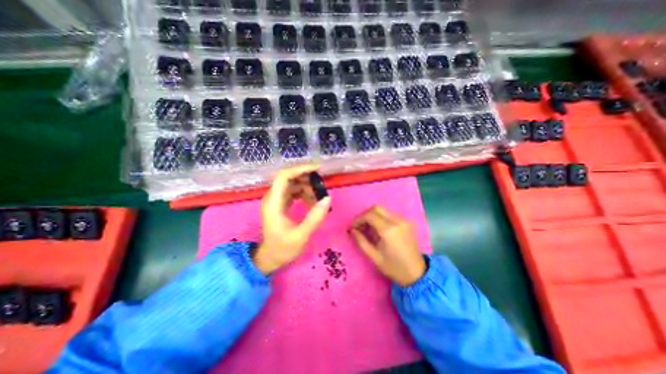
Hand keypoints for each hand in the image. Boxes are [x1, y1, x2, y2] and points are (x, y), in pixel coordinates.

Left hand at [252, 164, 331, 273]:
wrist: (270, 258)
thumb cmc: (283, 248)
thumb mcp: (300, 236)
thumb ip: (314, 218)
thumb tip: (328, 199)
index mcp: (273, 203)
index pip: (284, 177)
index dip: (300, 169)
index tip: (317, 169)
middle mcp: (273, 198)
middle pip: (288, 178)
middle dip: (306, 178)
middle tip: (322, 184)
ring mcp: (276, 200)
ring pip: (292, 184)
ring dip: (306, 187)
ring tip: (318, 197)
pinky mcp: (281, 204)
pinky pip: (293, 192)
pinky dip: (304, 193)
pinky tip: (312, 201)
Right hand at [349, 207, 426, 284]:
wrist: (417, 274)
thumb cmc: (394, 267)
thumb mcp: (374, 256)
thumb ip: (361, 241)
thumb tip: (352, 230)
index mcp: (389, 230)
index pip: (370, 215)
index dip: (358, 219)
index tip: (352, 227)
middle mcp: (397, 221)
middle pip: (376, 208)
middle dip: (365, 215)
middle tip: (359, 226)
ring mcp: (403, 220)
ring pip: (383, 210)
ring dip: (373, 216)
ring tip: (367, 228)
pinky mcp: (406, 222)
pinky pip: (390, 214)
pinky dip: (381, 218)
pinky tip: (378, 229)